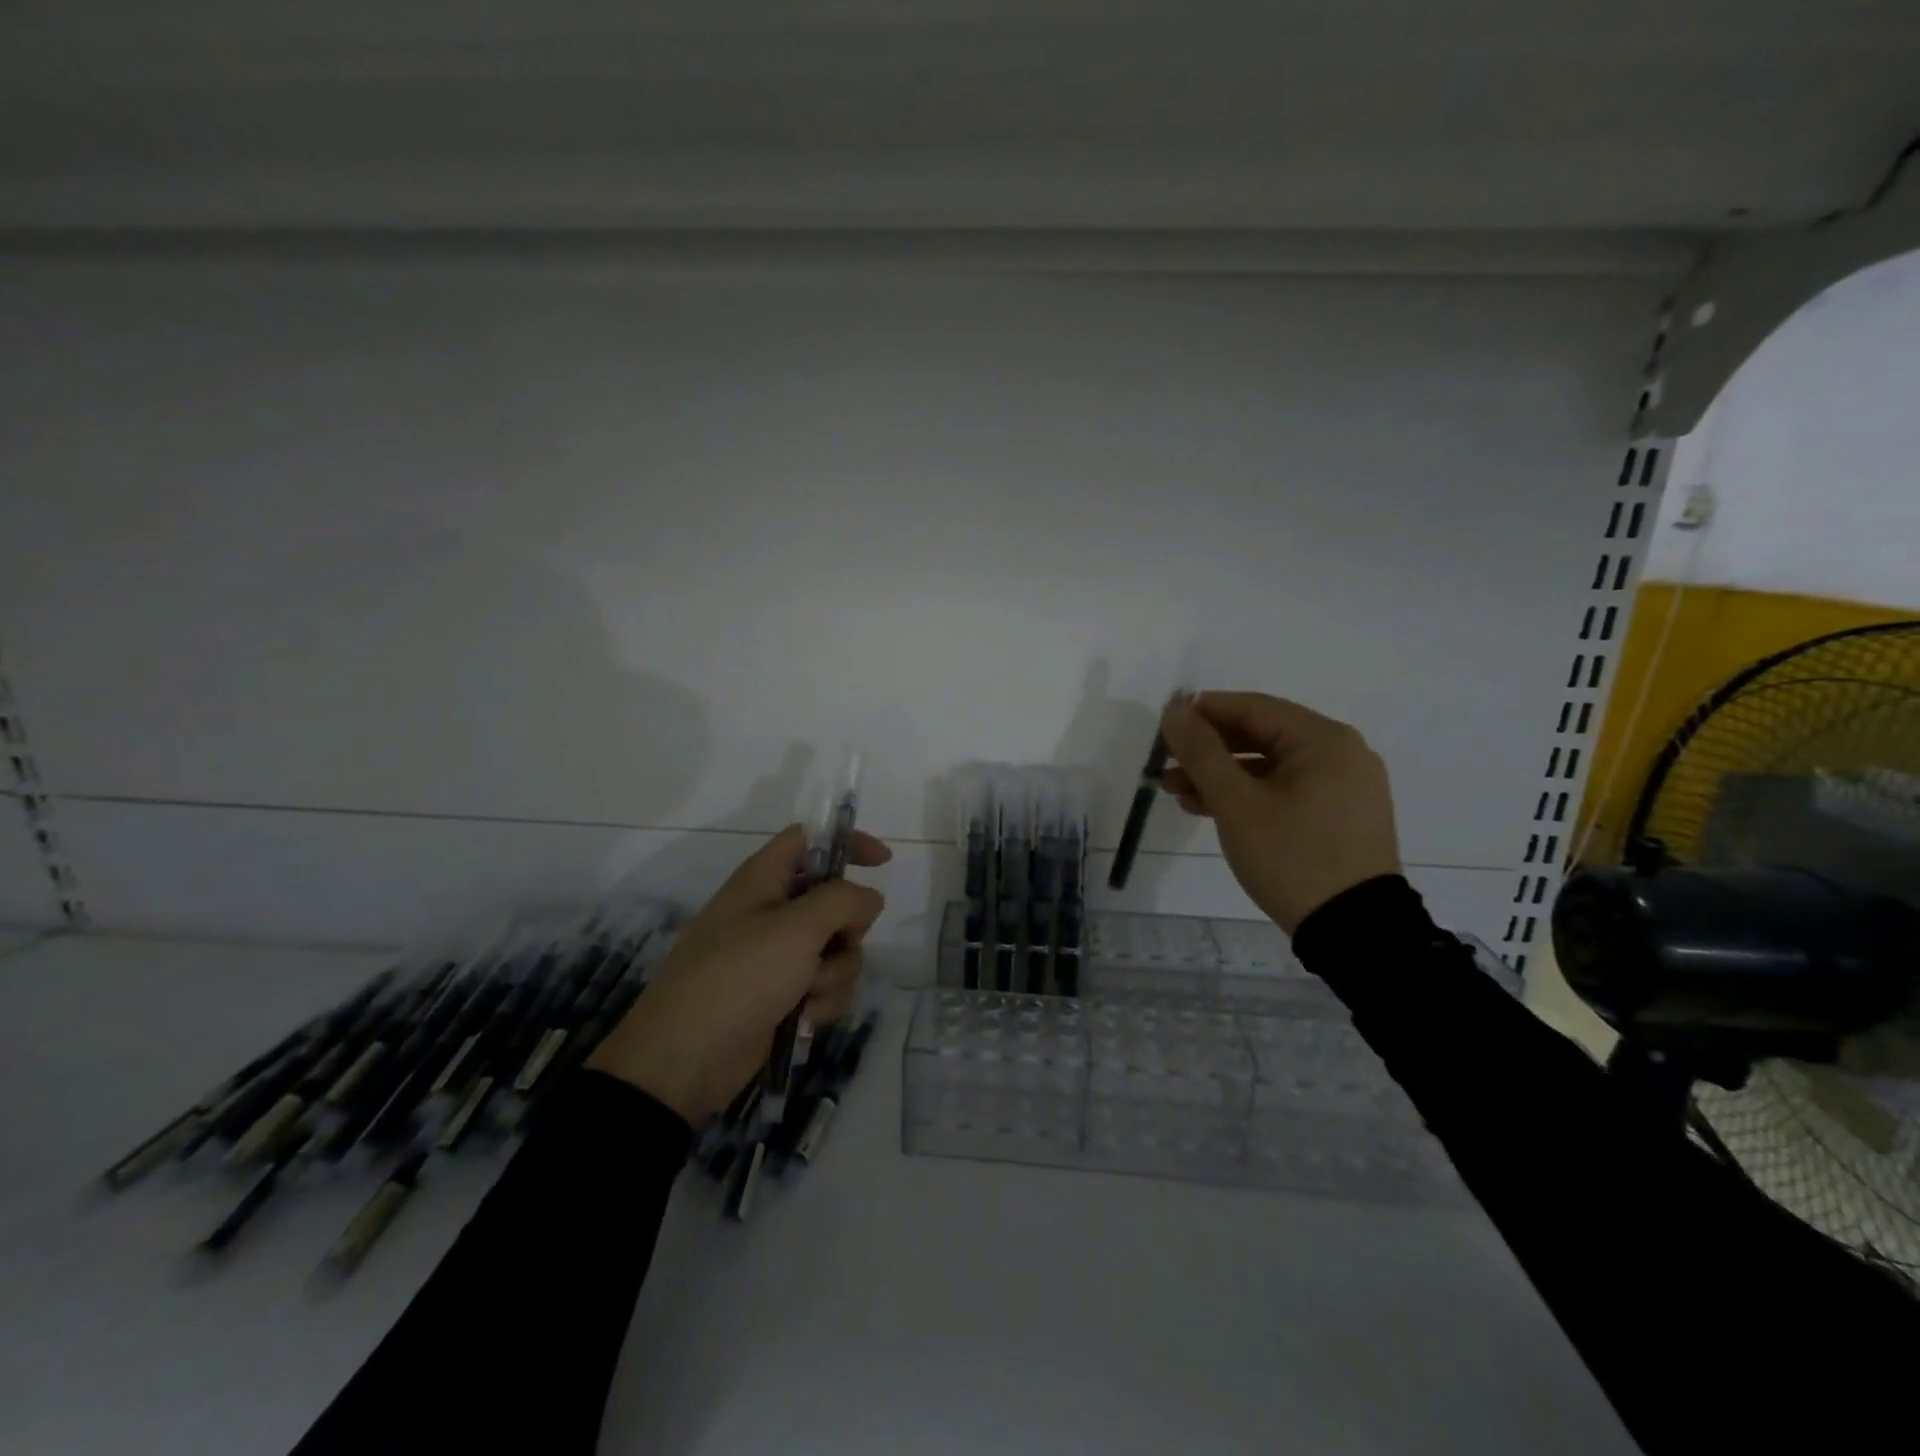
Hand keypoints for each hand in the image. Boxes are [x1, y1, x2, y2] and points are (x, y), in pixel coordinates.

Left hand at [587, 824, 889, 1124]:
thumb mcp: (797, 928)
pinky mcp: (782, 995)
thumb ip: (844, 901)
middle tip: (836, 944)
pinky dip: (822, 1000)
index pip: (810, 840)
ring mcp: (776, 956)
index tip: (883, 862)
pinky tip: (804, 1018)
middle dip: (847, 929)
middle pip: (835, 901)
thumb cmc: (739, 977)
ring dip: (834, 973)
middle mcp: (771, 912)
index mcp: (763, 880)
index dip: (848, 843)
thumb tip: (869, 899)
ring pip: (837, 949)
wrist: (685, 1060)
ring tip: (807, 993)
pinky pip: (824, 984)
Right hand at [1159, 691, 1401, 934]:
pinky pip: (1287, 790)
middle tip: (1166, 766)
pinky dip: (1249, 795)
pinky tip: (1212, 810)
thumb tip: (1174, 709)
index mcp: (1324, 740)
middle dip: (1209, 751)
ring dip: (1223, 776)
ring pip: (1271, 766)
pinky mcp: (1341, 816)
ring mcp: (1345, 787)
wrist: (1354, 931)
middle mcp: (1341, 754)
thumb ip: (1201, 752)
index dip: (1203, 712)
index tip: (1164, 726)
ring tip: (1178, 794)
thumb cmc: (1292, 856)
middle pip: (1262, 736)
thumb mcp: (1236, 803)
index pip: (1253, 707)